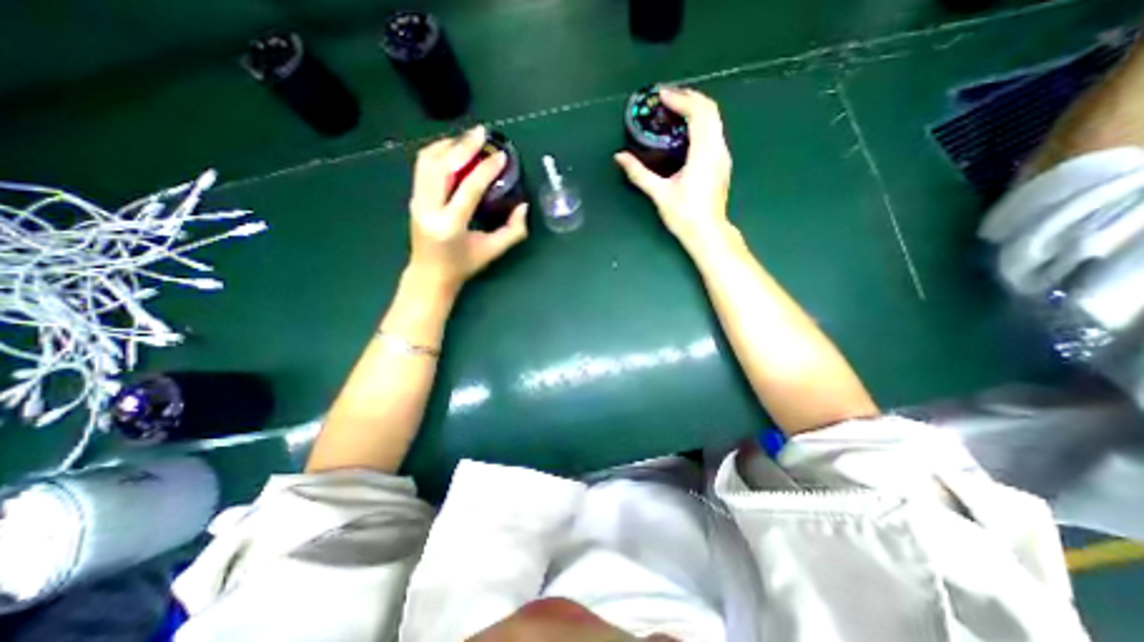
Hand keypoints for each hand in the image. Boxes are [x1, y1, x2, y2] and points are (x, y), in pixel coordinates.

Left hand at [410, 124, 528, 295]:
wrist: (429, 275)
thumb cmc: (463, 266)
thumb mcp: (492, 251)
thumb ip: (513, 231)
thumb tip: (523, 206)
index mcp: (449, 225)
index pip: (468, 189)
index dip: (486, 169)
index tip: (501, 155)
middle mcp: (428, 209)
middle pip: (442, 166)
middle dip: (463, 146)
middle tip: (482, 133)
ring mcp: (417, 201)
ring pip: (427, 161)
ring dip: (449, 145)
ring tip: (469, 139)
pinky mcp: (414, 197)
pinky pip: (423, 166)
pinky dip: (438, 152)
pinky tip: (454, 149)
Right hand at [617, 88, 731, 258]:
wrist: (708, 232)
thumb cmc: (684, 215)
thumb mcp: (659, 194)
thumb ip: (639, 173)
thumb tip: (620, 157)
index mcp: (703, 153)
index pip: (698, 113)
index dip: (680, 100)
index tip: (662, 96)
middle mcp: (718, 149)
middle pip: (710, 110)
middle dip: (690, 98)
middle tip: (668, 98)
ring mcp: (723, 156)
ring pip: (715, 121)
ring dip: (697, 109)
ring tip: (676, 111)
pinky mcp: (722, 163)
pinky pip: (715, 132)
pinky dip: (702, 123)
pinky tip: (687, 132)